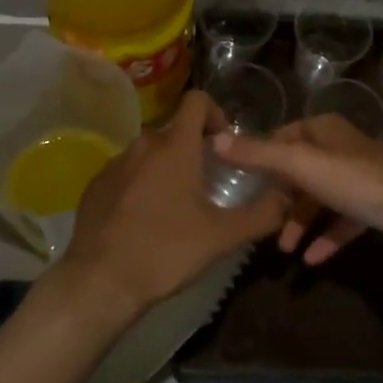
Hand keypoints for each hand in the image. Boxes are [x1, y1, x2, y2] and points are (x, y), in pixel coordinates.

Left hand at [61, 91, 289, 320]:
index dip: (215, 113)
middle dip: (193, 149)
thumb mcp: (222, 237)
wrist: (99, 282)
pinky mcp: (96, 185)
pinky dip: (139, 185)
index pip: (197, 100)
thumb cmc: (166, 251)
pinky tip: (144, 220)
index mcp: (175, 146)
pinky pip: (126, 172)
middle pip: (175, 131)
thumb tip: (287, 198)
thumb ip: (261, 214)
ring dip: (166, 168)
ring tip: (175, 206)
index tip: (224, 144)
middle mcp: (143, 144)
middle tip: (206, 184)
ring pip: (149, 153)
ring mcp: (115, 163)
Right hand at [215, 114, 382, 264]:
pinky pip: (342, 221)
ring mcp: (360, 177)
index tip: (240, 181)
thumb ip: (258, 154)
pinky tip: (311, 261)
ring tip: (283, 248)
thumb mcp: (300, 164)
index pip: (283, 136)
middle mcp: (341, 148)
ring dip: (301, 221)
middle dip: (280, 196)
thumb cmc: (355, 180)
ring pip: (320, 197)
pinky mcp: (374, 205)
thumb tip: (216, 139)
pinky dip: (326, 237)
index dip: (262, 156)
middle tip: (259, 220)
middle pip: (301, 169)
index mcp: (324, 130)